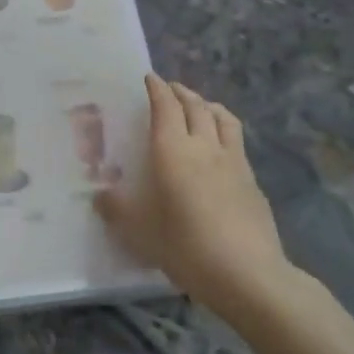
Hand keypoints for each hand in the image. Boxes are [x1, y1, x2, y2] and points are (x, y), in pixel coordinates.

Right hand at [95, 74, 299, 313]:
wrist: (249, 275)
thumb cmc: (186, 246)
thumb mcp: (139, 232)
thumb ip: (116, 209)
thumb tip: (100, 196)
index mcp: (173, 150)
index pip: (165, 106)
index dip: (157, 89)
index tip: (149, 78)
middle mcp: (204, 146)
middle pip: (196, 106)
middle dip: (181, 92)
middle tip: (170, 88)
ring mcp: (234, 162)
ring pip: (223, 119)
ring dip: (208, 105)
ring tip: (200, 106)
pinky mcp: (253, 182)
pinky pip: (237, 143)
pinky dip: (225, 132)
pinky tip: (221, 149)